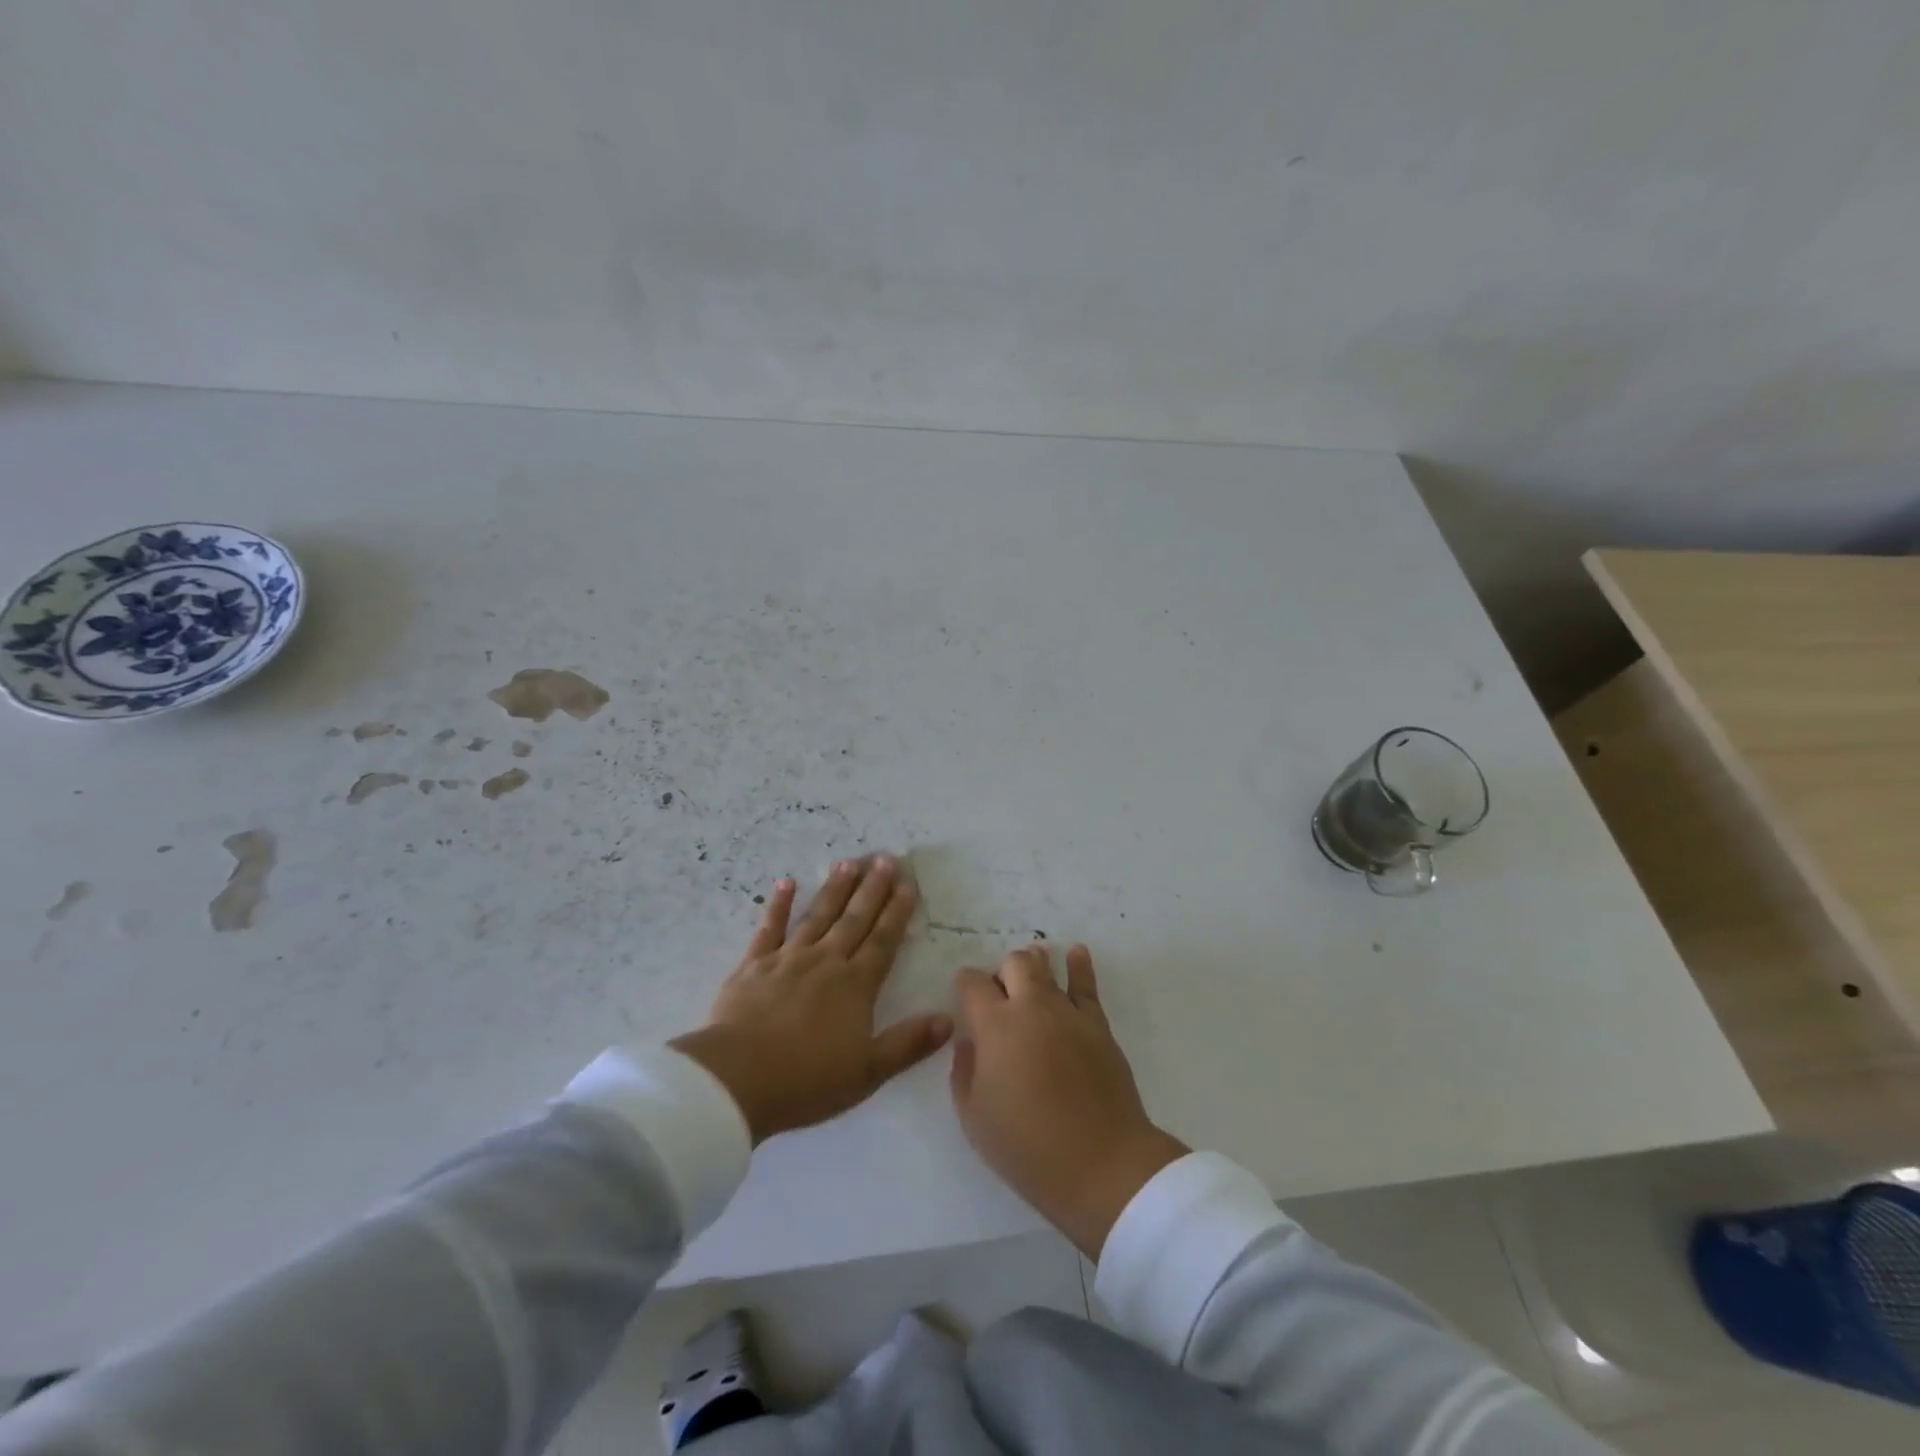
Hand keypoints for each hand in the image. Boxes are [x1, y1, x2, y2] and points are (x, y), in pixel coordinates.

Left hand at [672, 856, 952, 1144]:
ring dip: (835, 889)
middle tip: (885, 858)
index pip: (883, 941)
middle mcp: (826, 962)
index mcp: (856, 986)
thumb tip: (948, 1020)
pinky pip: (769, 928)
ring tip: (849, 862)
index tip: (908, 884)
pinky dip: (778, 905)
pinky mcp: (753, 965)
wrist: (737, 1079)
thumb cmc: (807, 1080)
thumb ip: (908, 1044)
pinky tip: (786, 883)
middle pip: (854, 919)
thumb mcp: (868, 1072)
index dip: (897, 912)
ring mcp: (788, 959)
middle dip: (872, 889)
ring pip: (818, 916)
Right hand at [950, 945, 1187, 1259]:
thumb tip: (970, 1041)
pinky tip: (1076, 954)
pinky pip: (1086, 986)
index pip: (972, 983)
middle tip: (998, 996)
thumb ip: (964, 1070)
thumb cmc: (1027, 1147)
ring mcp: (1067, 1012)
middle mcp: (1030, 1007)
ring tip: (1030, 965)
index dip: (965, 984)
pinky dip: (1079, 966)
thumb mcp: (974, 1116)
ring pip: (1046, 968)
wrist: (1101, 1163)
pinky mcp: (1097, 1025)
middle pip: (1012, 964)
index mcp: (994, 1025)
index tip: (964, 996)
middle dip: (1001, 972)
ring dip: (1034, 963)